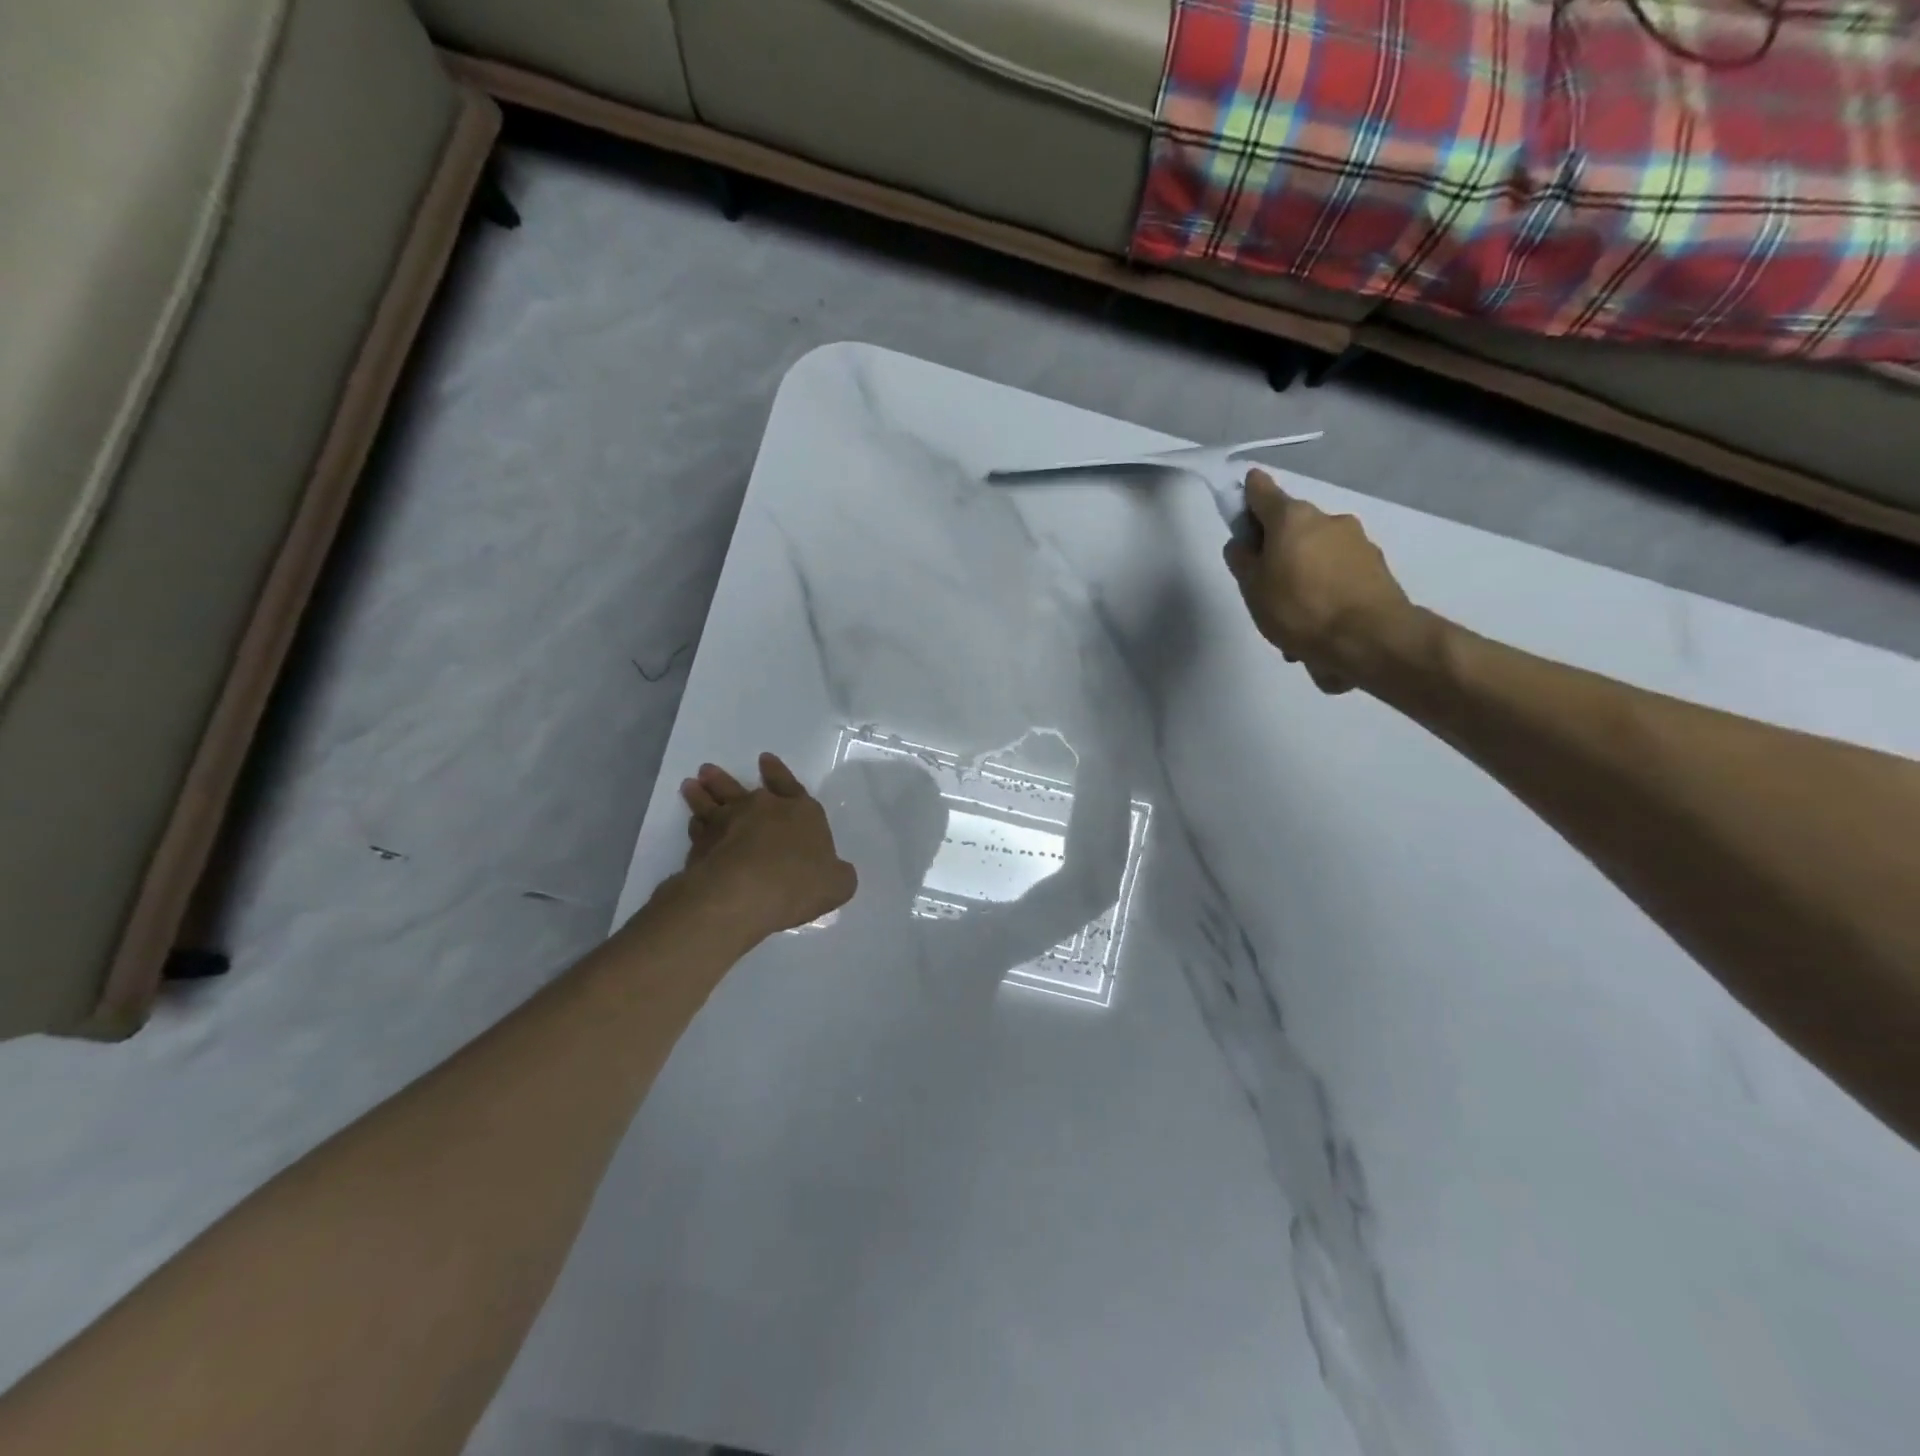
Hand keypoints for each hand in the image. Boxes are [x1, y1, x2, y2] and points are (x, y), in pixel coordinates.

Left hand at [675, 753, 857, 941]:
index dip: (779, 773)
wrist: (744, 894)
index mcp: (800, 812)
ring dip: (702, 794)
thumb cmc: (799, 883)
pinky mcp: (702, 845)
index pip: (790, 786)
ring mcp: (728, 824)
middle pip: (743, 789)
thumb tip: (836, 872)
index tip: (764, 759)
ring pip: (712, 803)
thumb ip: (837, 874)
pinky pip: (698, 828)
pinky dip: (696, 824)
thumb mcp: (837, 884)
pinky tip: (693, 823)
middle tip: (708, 770)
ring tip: (691, 785)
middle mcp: (762, 810)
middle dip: (727, 779)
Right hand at [1223, 471, 1417, 693]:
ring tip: (1294, 618)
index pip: (1261, 491)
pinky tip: (1318, 625)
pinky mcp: (1377, 567)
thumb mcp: (1252, 589)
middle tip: (1265, 584)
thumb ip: (1242, 560)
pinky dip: (1325, 591)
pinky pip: (1338, 575)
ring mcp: (1357, 542)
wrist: (1369, 639)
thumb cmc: (1299, 608)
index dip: (1247, 495)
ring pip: (1317, 553)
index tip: (1240, 509)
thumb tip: (1243, 543)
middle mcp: (1328, 520)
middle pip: (1292, 526)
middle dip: (1278, 548)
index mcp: (1292, 518)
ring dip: (1303, 574)